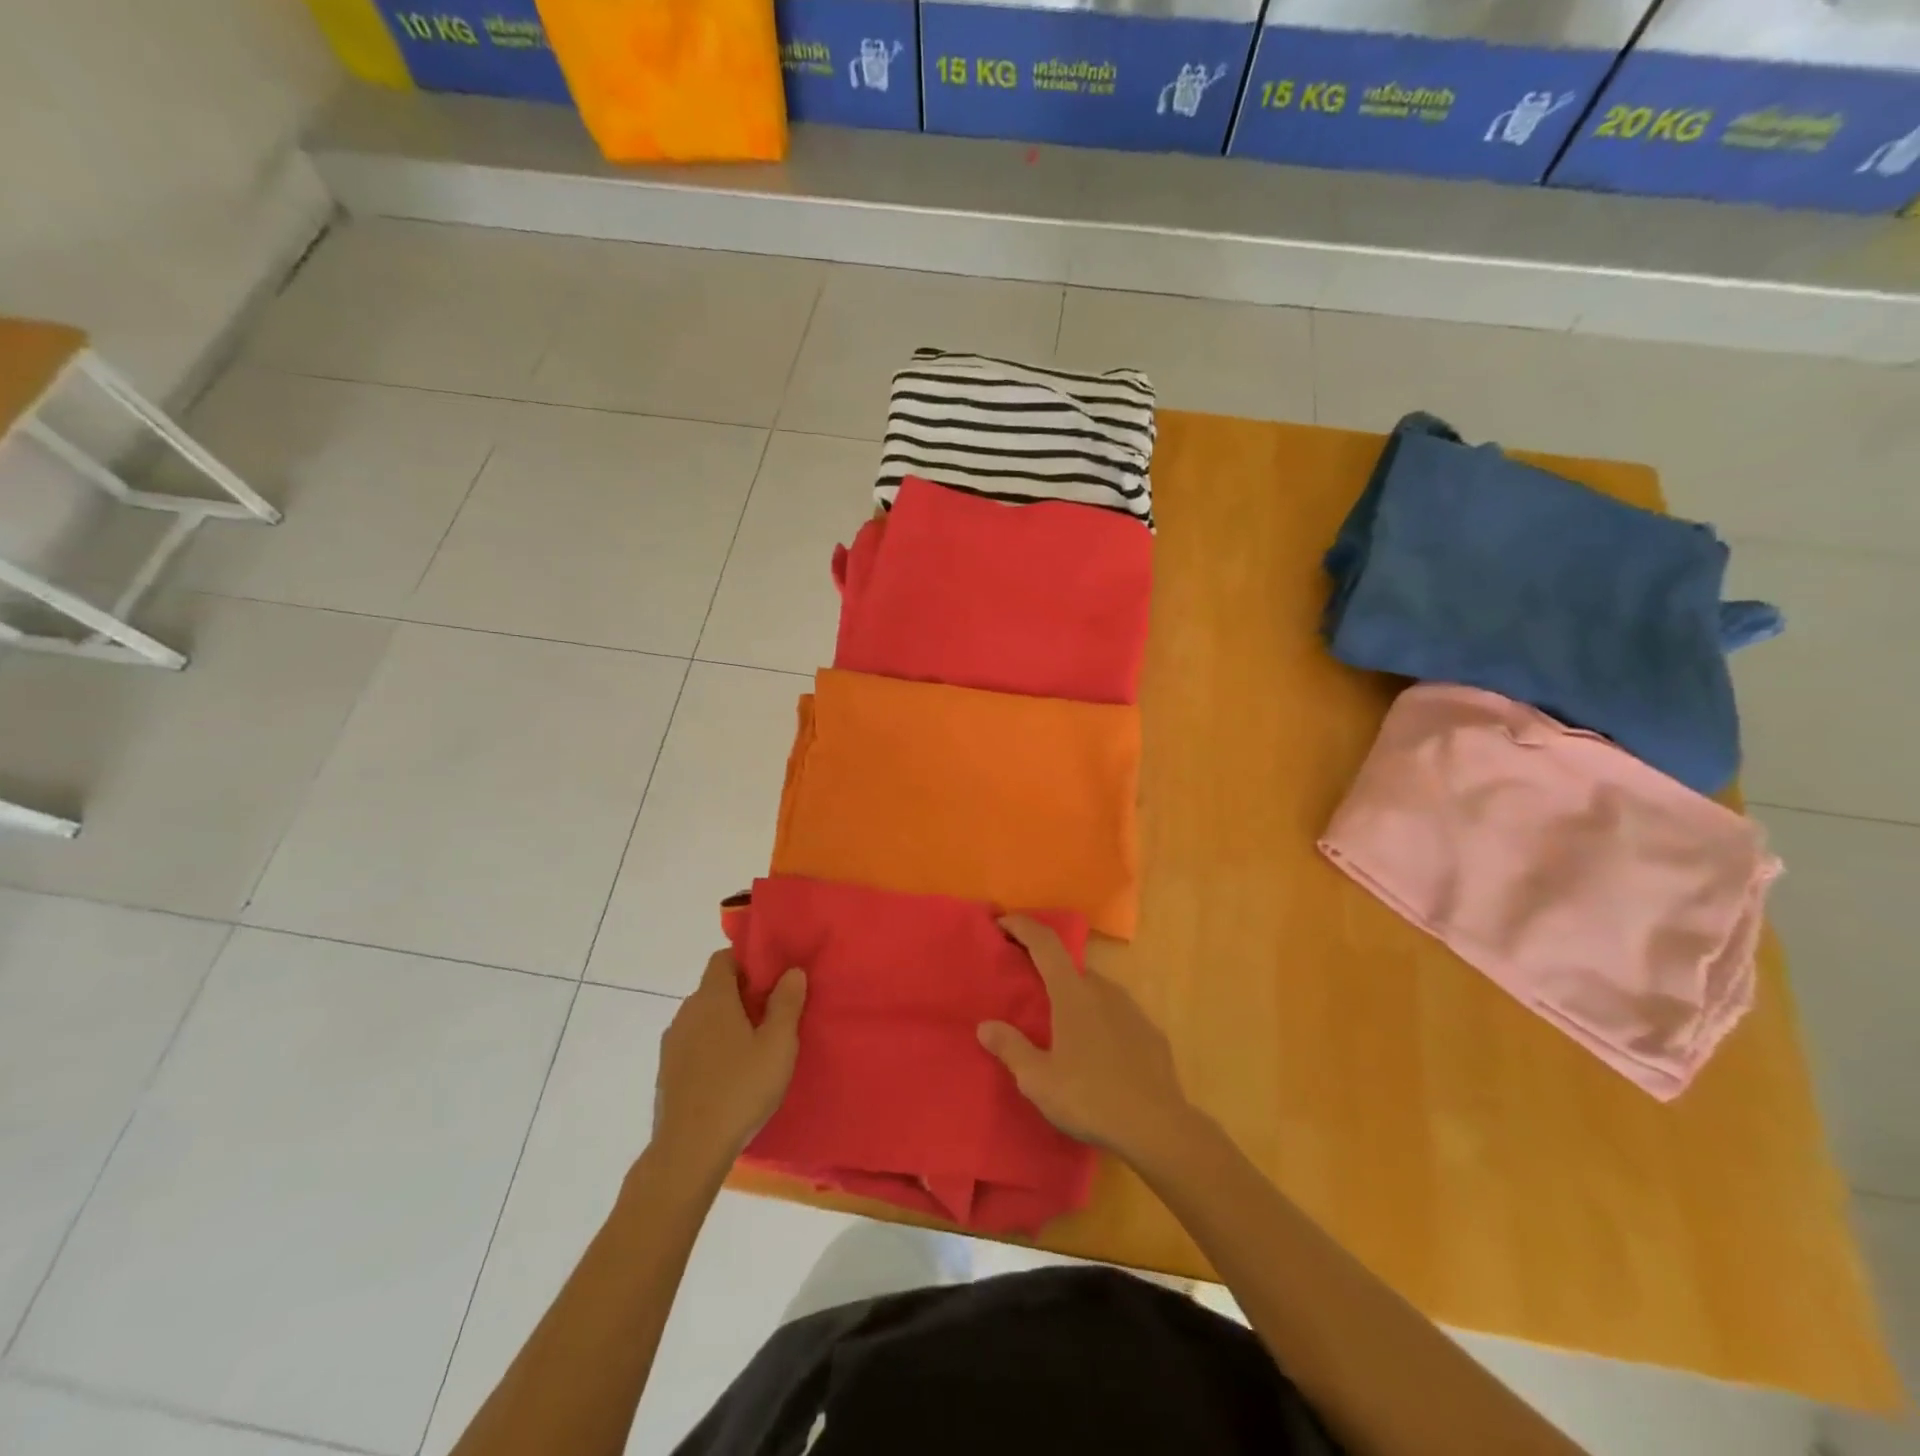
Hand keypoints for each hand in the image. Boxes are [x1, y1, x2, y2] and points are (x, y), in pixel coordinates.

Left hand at [652, 951, 805, 1176]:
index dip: (748, 961)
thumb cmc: (740, 1088)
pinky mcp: (667, 1072)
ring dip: (727, 1022)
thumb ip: (787, 1003)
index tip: (772, 979)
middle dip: (742, 994)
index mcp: (712, 998)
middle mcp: (686, 1012)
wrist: (689, 1151)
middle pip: (715, 988)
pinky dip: (712, 1047)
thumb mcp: (778, 1044)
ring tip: (755, 1047)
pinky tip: (731, 1074)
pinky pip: (694, 1044)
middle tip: (773, 1014)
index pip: (723, 958)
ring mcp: (672, 1043)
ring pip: (704, 1018)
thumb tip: (792, 971)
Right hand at [978, 915, 1194, 1165]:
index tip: (1002, 923)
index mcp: (1073, 994)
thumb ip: (1010, 1048)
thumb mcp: (1038, 1080)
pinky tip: (1097, 1053)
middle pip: (1070, 968)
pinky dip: (1101, 1021)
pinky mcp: (1151, 1034)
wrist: (1158, 1128)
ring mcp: (1132, 1010)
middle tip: (1028, 990)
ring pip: (1096, 992)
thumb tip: (985, 1026)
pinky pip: (1118, 1016)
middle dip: (1047, 971)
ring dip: (1076, 998)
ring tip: (1062, 1028)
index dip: (1022, 926)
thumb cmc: (1090, 1098)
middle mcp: (1103, 991)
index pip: (1045, 943)